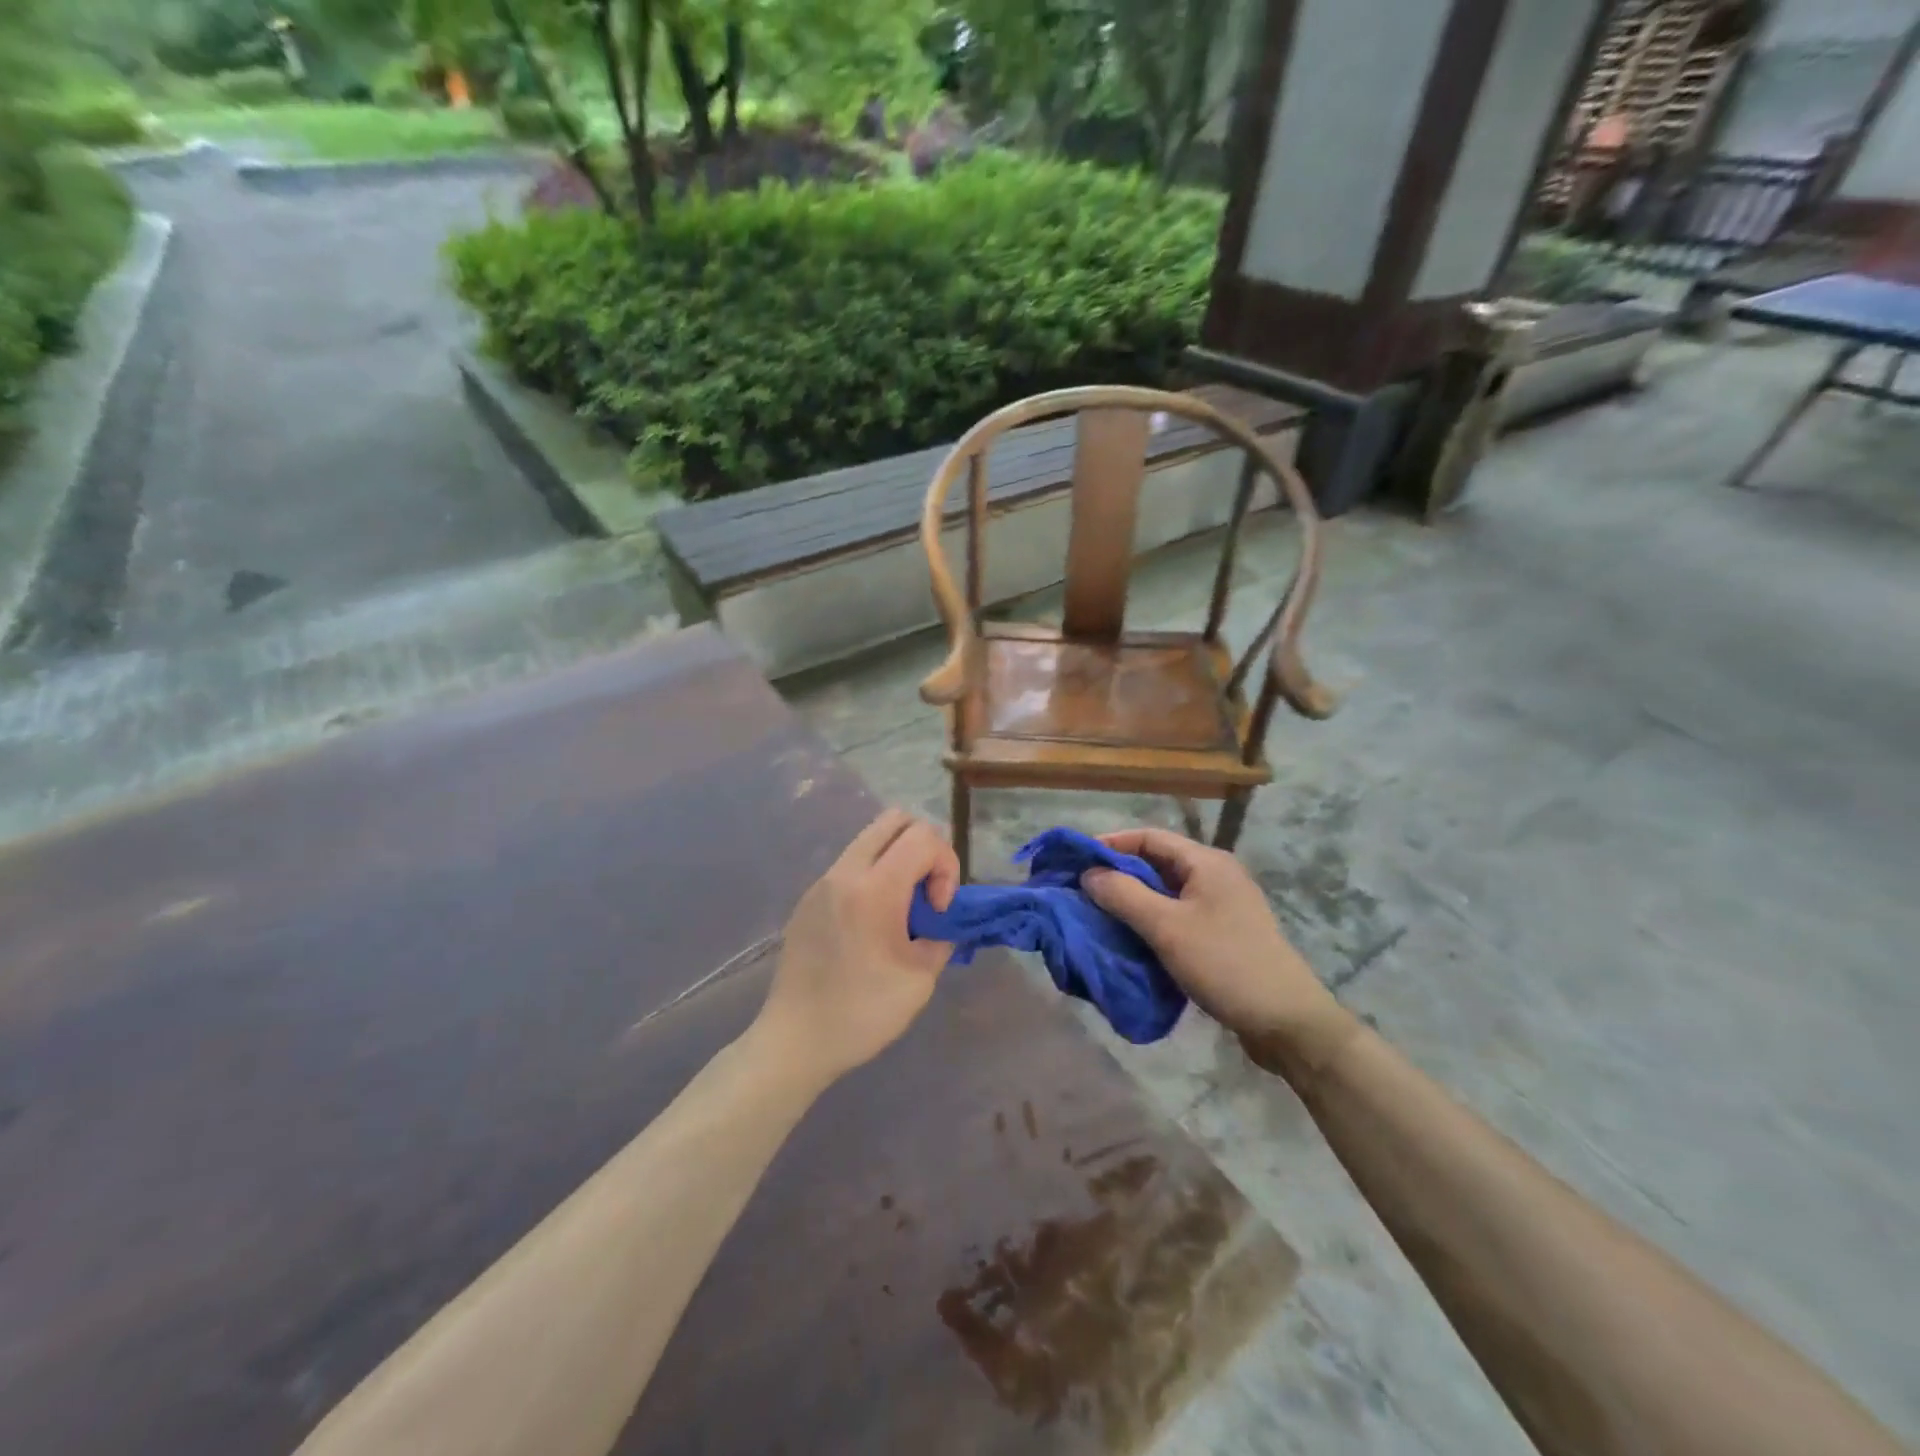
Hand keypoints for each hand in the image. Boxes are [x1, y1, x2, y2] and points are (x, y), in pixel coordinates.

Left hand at [751, 810, 959, 1089]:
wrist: (795, 1040)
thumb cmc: (862, 1013)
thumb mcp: (921, 979)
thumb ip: (940, 935)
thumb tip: (940, 919)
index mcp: (874, 889)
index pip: (923, 837)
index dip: (945, 865)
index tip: (937, 909)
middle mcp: (845, 873)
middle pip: (895, 820)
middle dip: (924, 847)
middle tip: (926, 892)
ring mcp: (821, 882)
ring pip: (870, 838)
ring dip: (897, 859)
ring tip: (900, 909)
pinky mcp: (808, 898)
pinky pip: (850, 864)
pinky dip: (873, 875)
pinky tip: (871, 924)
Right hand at [1082, 828, 1351, 1067]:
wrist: (1287, 1022)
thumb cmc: (1225, 964)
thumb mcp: (1167, 928)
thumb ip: (1124, 895)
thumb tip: (1089, 873)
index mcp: (1207, 862)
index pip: (1149, 836)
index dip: (1110, 843)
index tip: (1076, 859)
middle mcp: (1216, 875)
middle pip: (1157, 862)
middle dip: (1118, 873)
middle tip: (1081, 889)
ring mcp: (1223, 905)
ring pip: (1166, 891)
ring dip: (1133, 899)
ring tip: (1098, 913)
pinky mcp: (1224, 933)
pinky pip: (1178, 915)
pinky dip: (1151, 920)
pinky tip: (1131, 937)